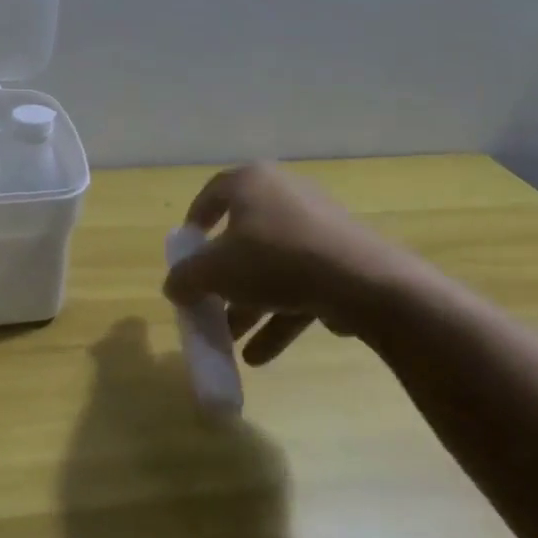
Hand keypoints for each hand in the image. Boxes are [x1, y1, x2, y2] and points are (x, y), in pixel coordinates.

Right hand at [162, 162, 441, 364]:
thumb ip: (186, 278)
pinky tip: (265, 354)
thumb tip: (173, 286)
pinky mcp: (344, 257)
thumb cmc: (275, 259)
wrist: (364, 282)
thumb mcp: (215, 271)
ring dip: (251, 306)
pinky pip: (302, 283)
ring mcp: (318, 226)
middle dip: (224, 282)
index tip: (186, 253)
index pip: (212, 194)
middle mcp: (285, 194)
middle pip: (243, 238)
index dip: (194, 223)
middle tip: (211, 309)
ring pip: (273, 266)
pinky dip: (282, 313)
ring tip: (235, 345)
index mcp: (252, 182)